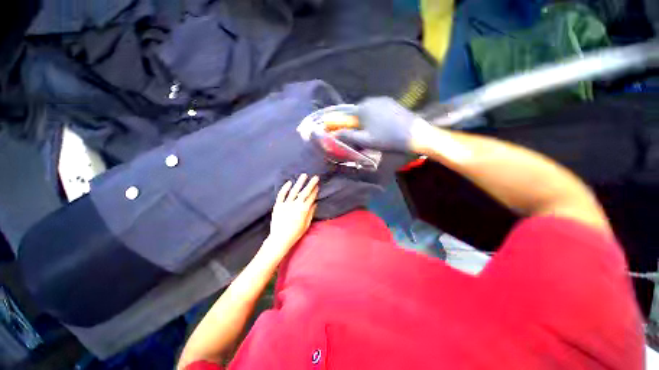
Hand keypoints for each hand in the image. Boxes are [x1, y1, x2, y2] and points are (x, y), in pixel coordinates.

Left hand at [265, 174, 318, 258]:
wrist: (280, 239)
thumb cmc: (295, 233)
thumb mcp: (306, 225)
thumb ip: (311, 213)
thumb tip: (315, 203)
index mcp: (303, 210)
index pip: (311, 198)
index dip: (315, 191)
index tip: (318, 185)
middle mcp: (295, 205)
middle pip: (305, 192)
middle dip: (311, 184)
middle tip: (315, 177)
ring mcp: (286, 204)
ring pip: (294, 191)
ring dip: (300, 183)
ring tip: (304, 175)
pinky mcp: (278, 205)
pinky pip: (281, 195)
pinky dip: (285, 188)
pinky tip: (289, 182)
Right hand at [334, 97, 431, 152]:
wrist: (414, 134)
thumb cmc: (387, 138)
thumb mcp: (365, 140)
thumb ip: (348, 136)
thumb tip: (334, 133)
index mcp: (363, 108)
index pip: (347, 113)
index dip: (344, 122)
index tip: (346, 131)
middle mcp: (371, 100)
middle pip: (358, 111)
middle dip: (357, 122)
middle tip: (362, 134)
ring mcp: (383, 100)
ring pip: (369, 110)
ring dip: (367, 119)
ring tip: (373, 131)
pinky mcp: (392, 102)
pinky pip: (378, 109)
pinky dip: (376, 116)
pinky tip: (383, 126)